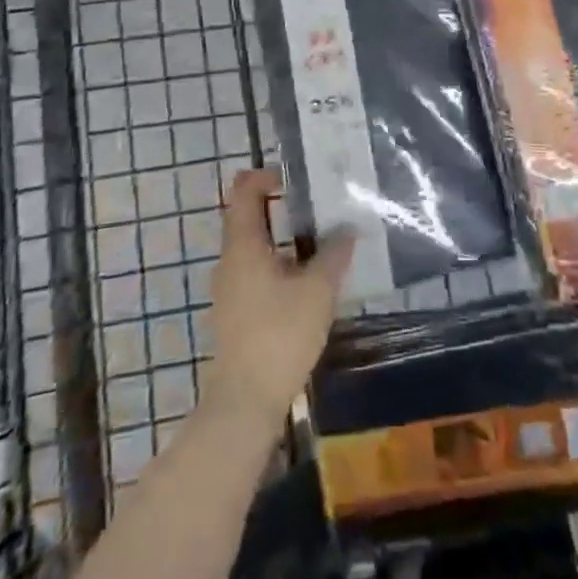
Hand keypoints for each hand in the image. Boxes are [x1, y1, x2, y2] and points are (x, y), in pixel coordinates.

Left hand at [207, 168, 354, 429]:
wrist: (244, 402)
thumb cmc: (279, 335)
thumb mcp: (317, 291)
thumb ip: (333, 255)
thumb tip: (347, 229)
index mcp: (243, 244)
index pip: (244, 191)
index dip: (265, 176)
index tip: (296, 178)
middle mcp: (230, 260)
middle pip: (249, 218)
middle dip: (281, 207)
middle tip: (318, 206)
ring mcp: (230, 289)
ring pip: (255, 248)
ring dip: (283, 239)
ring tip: (321, 243)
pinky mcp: (236, 313)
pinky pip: (257, 273)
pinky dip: (279, 265)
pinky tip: (308, 282)